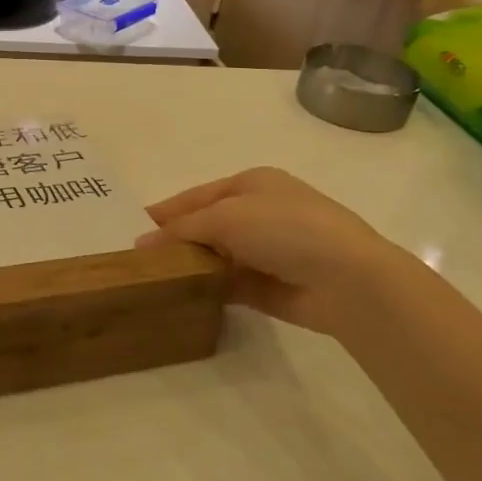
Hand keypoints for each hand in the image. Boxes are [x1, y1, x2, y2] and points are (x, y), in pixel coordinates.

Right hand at [140, 167, 423, 339]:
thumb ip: (183, 229)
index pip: (197, 196)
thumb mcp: (227, 216)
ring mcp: (267, 251)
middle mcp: (259, 213)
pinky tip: (181, 296)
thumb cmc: (285, 228)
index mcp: (252, 184)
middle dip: (175, 240)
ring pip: (216, 256)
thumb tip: (143, 243)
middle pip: (206, 226)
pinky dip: (208, 288)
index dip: (166, 211)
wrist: (348, 279)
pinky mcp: (271, 286)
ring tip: (151, 279)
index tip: (133, 227)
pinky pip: (229, 284)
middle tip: (137, 258)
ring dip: (191, 265)